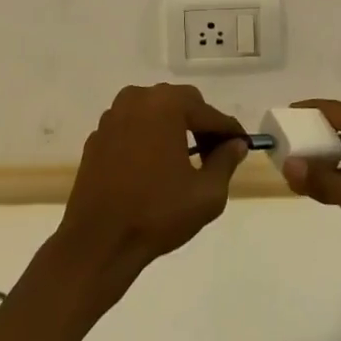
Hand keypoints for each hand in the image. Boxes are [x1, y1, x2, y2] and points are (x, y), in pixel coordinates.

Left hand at [57, 84, 247, 278]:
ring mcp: (113, 115)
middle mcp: (138, 98)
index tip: (242, 144)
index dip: (228, 130)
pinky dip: (147, 138)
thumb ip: (225, 162)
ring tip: (184, 159)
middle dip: (200, 124)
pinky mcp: (98, 135)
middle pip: (180, 103)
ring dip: (172, 128)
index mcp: (166, 105)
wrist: (98, 242)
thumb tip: (236, 144)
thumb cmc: (157, 214)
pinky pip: (132, 127)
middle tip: (213, 153)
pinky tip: (152, 167)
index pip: (208, 113)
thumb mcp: (206, 194)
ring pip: (154, 112)